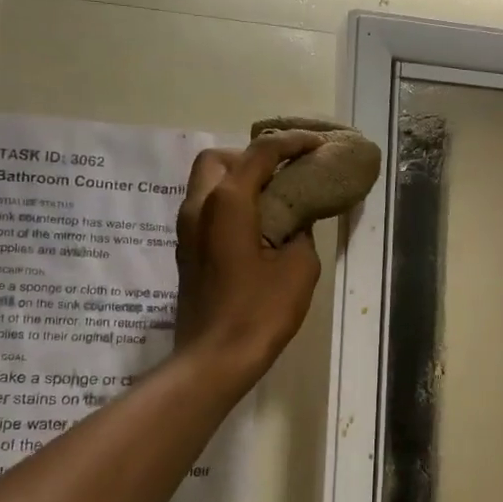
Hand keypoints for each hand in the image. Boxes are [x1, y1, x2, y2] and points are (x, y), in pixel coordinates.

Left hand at [173, 131, 323, 383]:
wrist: (215, 358)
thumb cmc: (260, 311)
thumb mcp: (299, 267)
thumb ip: (301, 232)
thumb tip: (296, 221)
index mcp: (227, 202)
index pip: (260, 153)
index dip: (291, 143)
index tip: (316, 144)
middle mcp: (199, 207)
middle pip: (218, 159)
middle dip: (250, 156)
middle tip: (281, 174)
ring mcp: (187, 230)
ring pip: (206, 184)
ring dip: (237, 180)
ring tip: (272, 199)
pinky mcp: (186, 251)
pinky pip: (205, 209)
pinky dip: (229, 203)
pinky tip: (256, 226)